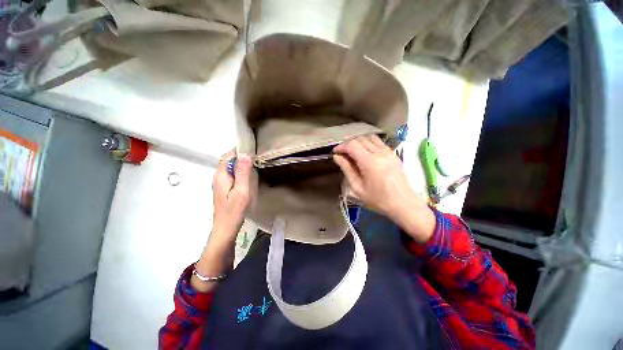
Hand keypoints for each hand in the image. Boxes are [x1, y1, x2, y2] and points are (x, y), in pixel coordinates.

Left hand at [193, 149, 253, 291]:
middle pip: (229, 161)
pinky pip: (233, 175)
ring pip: (231, 168)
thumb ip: (242, 173)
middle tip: (257, 158)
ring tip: (256, 165)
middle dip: (241, 157)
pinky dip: (241, 172)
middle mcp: (219, 177)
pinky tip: (250, 176)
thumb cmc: (234, 211)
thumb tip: (245, 155)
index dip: (239, 150)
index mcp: (221, 175)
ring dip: (242, 165)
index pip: (228, 156)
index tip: (253, 149)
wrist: (225, 229)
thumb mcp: (241, 191)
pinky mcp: (224, 189)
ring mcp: (221, 183)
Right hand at [333, 135, 434, 242]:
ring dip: (359, 142)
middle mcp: (379, 152)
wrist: (403, 203)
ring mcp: (388, 152)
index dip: (341, 147)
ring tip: (353, 152)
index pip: (352, 145)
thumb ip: (347, 169)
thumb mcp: (358, 187)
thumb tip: (337, 157)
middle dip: (349, 144)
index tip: (335, 152)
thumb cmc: (378, 199)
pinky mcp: (393, 154)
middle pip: (360, 139)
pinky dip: (369, 143)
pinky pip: (379, 142)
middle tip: (343, 153)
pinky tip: (366, 153)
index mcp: (369, 162)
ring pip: (370, 137)